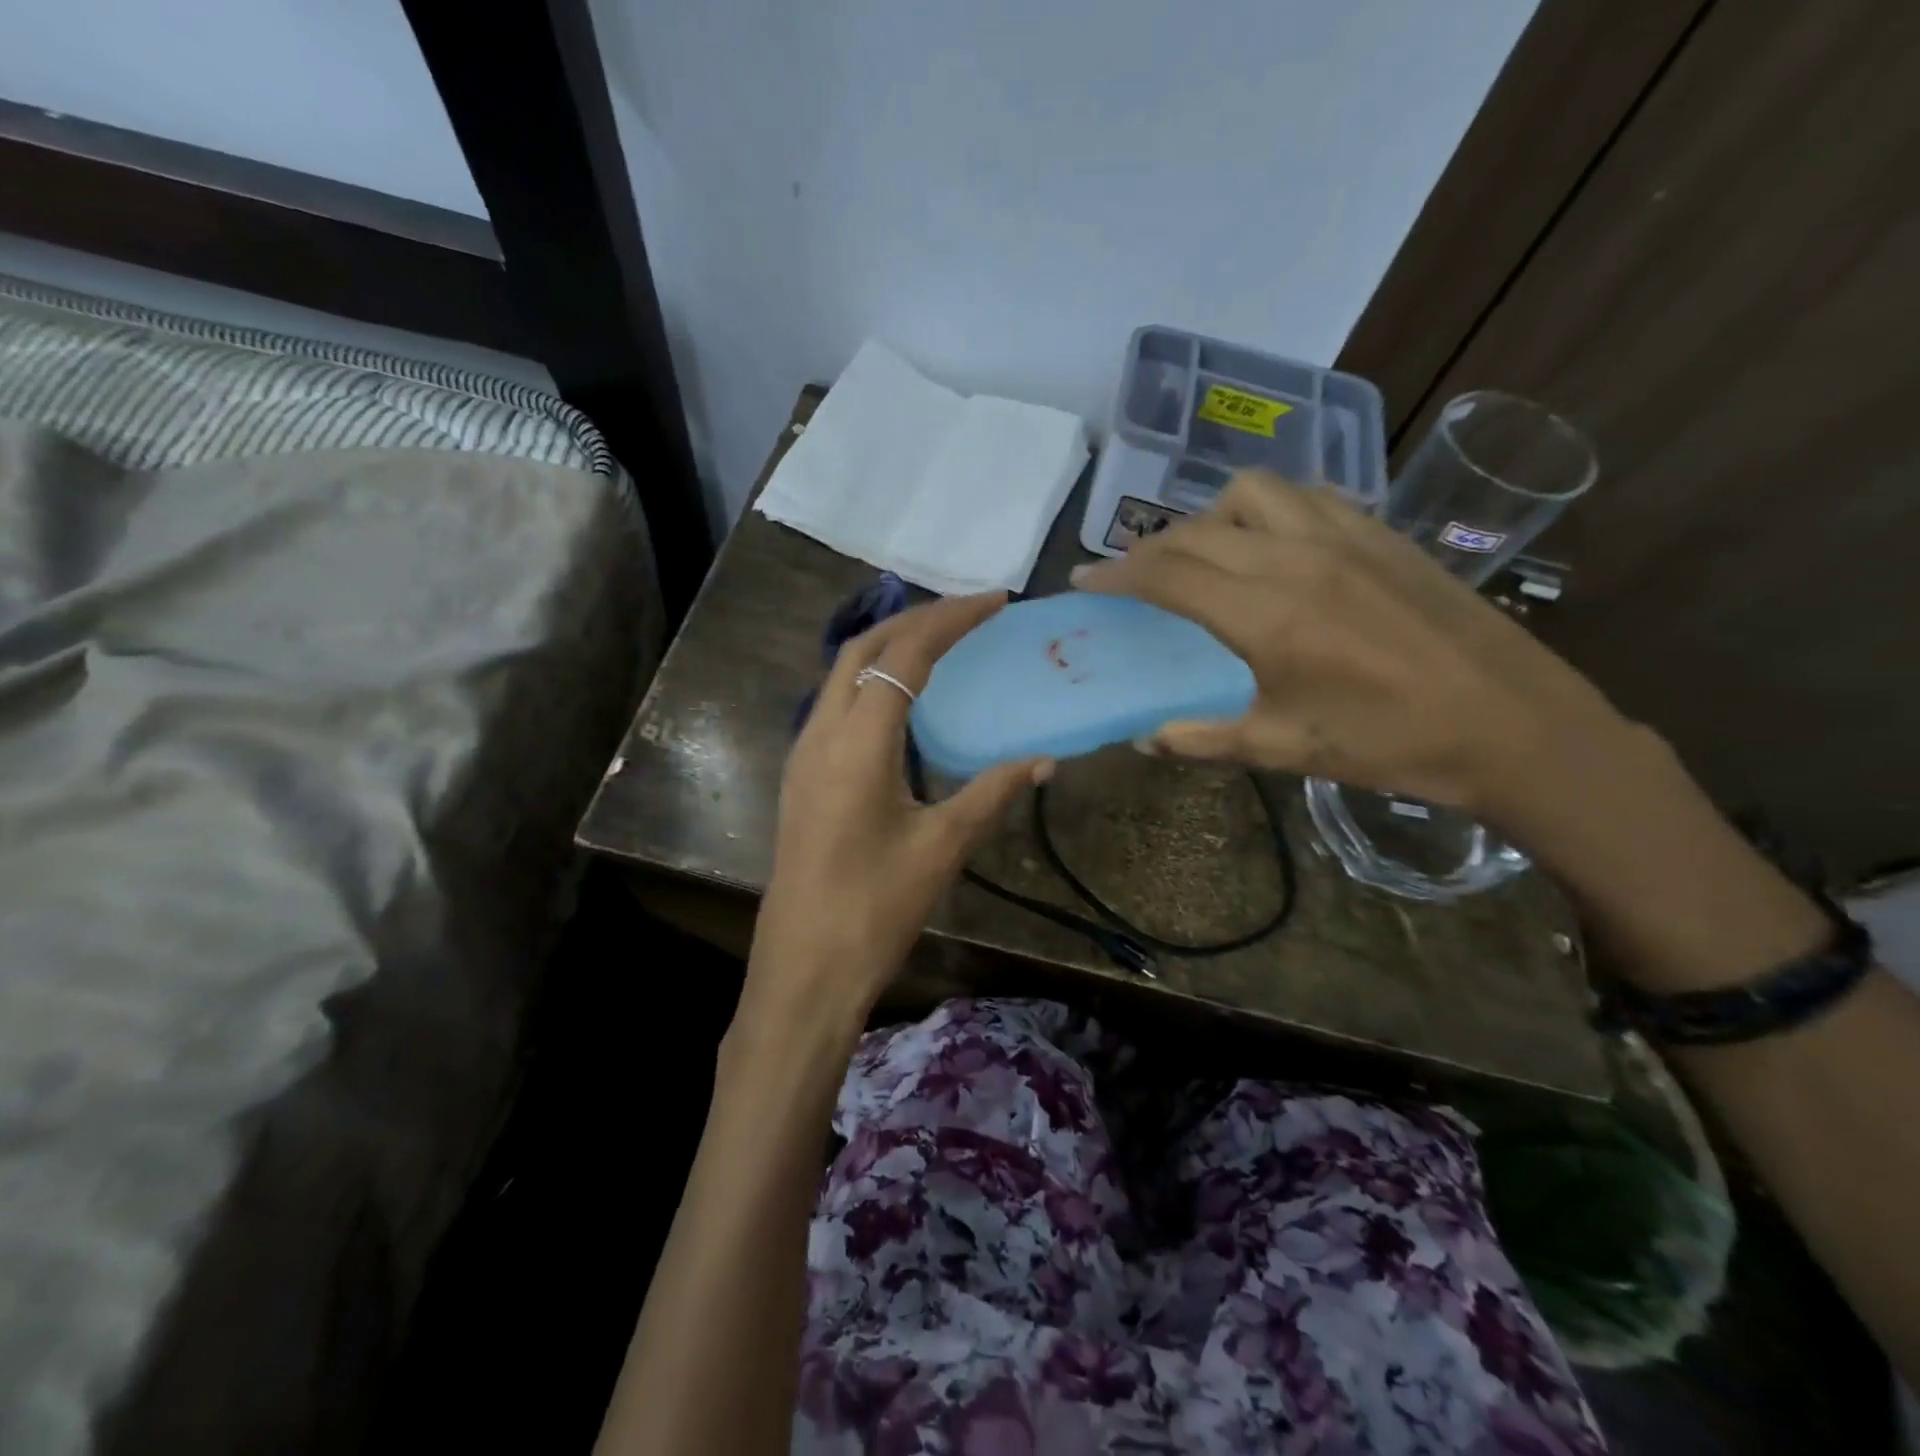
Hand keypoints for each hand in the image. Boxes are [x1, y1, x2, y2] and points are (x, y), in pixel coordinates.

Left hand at [745, 593, 1049, 1030]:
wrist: (804, 968)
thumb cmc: (875, 908)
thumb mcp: (942, 847)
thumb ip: (992, 793)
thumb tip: (1042, 759)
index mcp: (857, 742)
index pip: (905, 655)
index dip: (951, 619)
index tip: (995, 601)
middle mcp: (820, 733)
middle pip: (864, 649)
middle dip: (917, 620)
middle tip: (970, 614)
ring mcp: (803, 754)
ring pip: (842, 673)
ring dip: (890, 647)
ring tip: (942, 643)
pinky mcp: (801, 776)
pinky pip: (836, 704)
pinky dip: (872, 682)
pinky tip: (904, 704)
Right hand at [1073, 470, 1625, 819]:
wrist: (1512, 725)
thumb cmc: (1389, 744)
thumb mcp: (1283, 750)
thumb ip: (1202, 740)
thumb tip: (1146, 739)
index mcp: (1266, 614)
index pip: (1167, 574)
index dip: (1116, 575)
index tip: (1084, 581)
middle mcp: (1296, 558)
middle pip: (1197, 529)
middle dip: (1150, 549)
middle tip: (1132, 579)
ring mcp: (1344, 536)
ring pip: (1251, 493)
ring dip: (1209, 517)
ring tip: (1203, 554)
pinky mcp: (1381, 533)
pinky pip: (1305, 496)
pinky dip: (1266, 510)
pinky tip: (1272, 545)